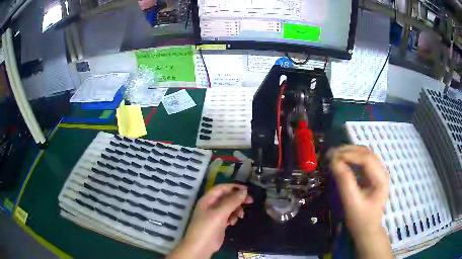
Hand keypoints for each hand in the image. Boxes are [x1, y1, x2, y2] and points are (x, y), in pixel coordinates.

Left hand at [168, 184, 252, 258]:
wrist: (201, 246)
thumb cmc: (208, 227)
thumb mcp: (220, 213)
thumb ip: (232, 201)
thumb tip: (244, 191)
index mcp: (207, 199)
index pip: (221, 188)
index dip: (234, 187)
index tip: (247, 190)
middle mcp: (211, 205)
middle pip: (226, 197)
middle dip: (238, 199)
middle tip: (250, 201)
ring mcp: (215, 215)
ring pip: (229, 207)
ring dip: (236, 209)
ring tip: (240, 216)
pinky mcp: (219, 223)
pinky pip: (228, 216)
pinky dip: (233, 217)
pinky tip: (233, 223)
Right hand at [330, 145, 388, 237]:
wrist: (367, 230)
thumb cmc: (360, 219)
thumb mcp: (352, 203)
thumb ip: (344, 182)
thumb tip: (333, 162)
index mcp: (380, 178)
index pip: (366, 158)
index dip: (349, 154)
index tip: (331, 156)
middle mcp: (381, 171)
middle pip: (366, 153)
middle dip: (348, 151)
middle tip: (331, 154)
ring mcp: (378, 173)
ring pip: (365, 154)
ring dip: (350, 152)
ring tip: (335, 156)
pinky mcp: (373, 176)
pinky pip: (363, 161)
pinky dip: (352, 158)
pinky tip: (343, 161)